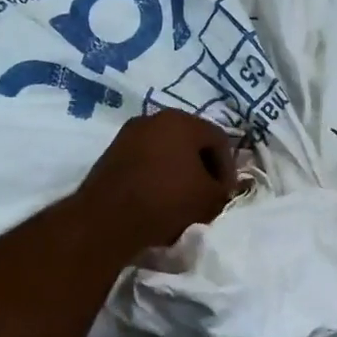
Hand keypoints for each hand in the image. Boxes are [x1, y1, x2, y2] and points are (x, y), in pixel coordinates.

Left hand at [76, 110, 236, 252]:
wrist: (108, 217)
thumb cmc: (166, 199)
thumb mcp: (208, 199)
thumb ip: (222, 190)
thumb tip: (219, 189)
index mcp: (182, 121)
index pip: (218, 139)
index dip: (228, 168)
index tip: (226, 193)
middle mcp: (154, 118)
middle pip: (190, 141)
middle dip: (203, 168)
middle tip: (207, 194)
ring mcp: (129, 134)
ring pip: (166, 151)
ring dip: (179, 172)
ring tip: (183, 199)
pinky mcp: (112, 153)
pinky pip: (145, 161)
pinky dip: (156, 176)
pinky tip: (158, 199)